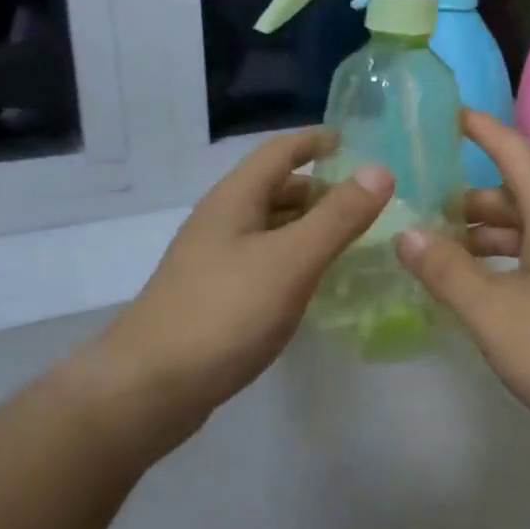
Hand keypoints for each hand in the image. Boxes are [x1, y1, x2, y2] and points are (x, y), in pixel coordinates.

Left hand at [90, 129, 391, 459]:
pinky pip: (263, 263)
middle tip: (365, 203)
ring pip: (269, 229)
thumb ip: (338, 217)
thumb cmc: (224, 313)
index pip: (278, 151)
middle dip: (319, 190)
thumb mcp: (291, 260)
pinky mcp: (213, 298)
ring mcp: (213, 262)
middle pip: (274, 190)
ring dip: (307, 227)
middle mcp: (221, 222)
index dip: (315, 141)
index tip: (353, 142)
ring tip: (349, 242)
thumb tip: (379, 170)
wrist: (150, 387)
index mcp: (234, 200)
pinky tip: (312, 284)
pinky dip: (293, 261)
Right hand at [396, 111, 529, 439]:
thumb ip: (447, 271)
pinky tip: (481, 289)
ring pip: (528, 230)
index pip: (514, 151)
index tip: (447, 114)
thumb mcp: (495, 311)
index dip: (481, 129)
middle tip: (421, 207)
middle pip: (517, 193)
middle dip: (470, 197)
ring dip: (486, 234)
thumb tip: (406, 233)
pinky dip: (505, 262)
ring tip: (440, 251)